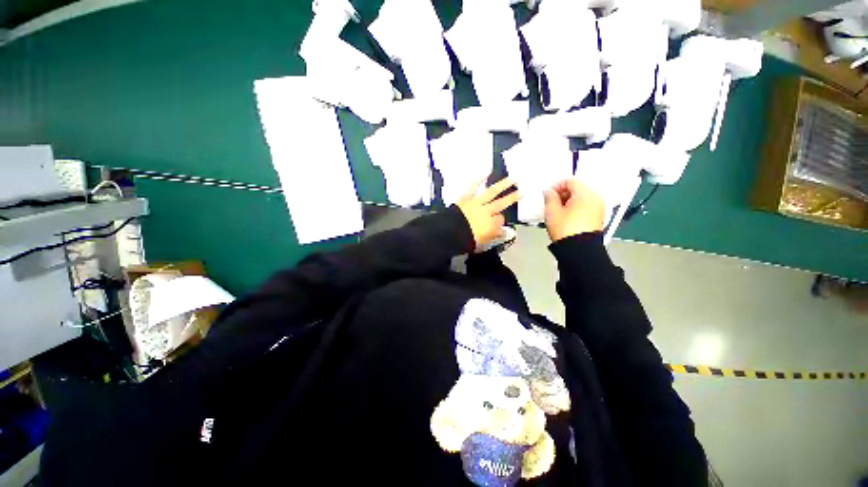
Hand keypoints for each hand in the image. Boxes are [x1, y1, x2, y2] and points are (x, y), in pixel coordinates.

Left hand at [456, 177, 520, 250]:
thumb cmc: (466, 239)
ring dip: (502, 185)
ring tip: (512, 179)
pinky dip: (479, 179)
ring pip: (492, 193)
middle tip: (521, 192)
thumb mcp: (482, 242)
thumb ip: (493, 235)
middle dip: (512, 198)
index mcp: (491, 224)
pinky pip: (473, 187)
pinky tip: (486, 172)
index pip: (500, 220)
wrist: (451, 232)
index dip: (500, 221)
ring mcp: (477, 202)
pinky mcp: (466, 197)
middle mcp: (487, 211)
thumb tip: (503, 232)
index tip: (498, 223)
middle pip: (501, 203)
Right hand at [544, 179, 605, 241]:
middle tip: (552, 202)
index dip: (557, 186)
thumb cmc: (565, 229)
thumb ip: (549, 197)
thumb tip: (549, 192)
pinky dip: (577, 207)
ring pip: (582, 197)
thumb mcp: (551, 211)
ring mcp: (599, 207)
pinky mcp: (599, 216)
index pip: (570, 181)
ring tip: (559, 210)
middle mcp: (595, 197)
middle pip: (578, 188)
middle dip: (564, 193)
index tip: (548, 194)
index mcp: (585, 193)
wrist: (579, 249)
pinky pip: (587, 205)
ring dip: (570, 200)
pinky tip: (567, 216)